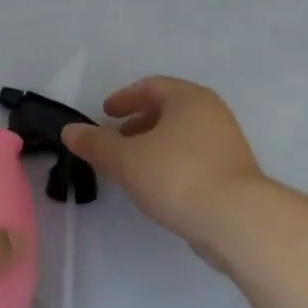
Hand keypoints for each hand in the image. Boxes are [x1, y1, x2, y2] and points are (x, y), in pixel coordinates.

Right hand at [63, 77, 264, 256]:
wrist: (237, 220)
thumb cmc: (177, 176)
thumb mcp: (126, 159)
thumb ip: (96, 143)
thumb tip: (70, 131)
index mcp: (189, 99)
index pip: (152, 87)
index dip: (124, 98)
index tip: (105, 113)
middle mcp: (212, 113)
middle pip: (169, 109)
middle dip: (139, 122)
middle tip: (116, 138)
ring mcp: (227, 144)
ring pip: (183, 135)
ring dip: (155, 144)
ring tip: (132, 166)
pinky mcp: (234, 174)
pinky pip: (194, 158)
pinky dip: (171, 163)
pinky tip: (158, 186)